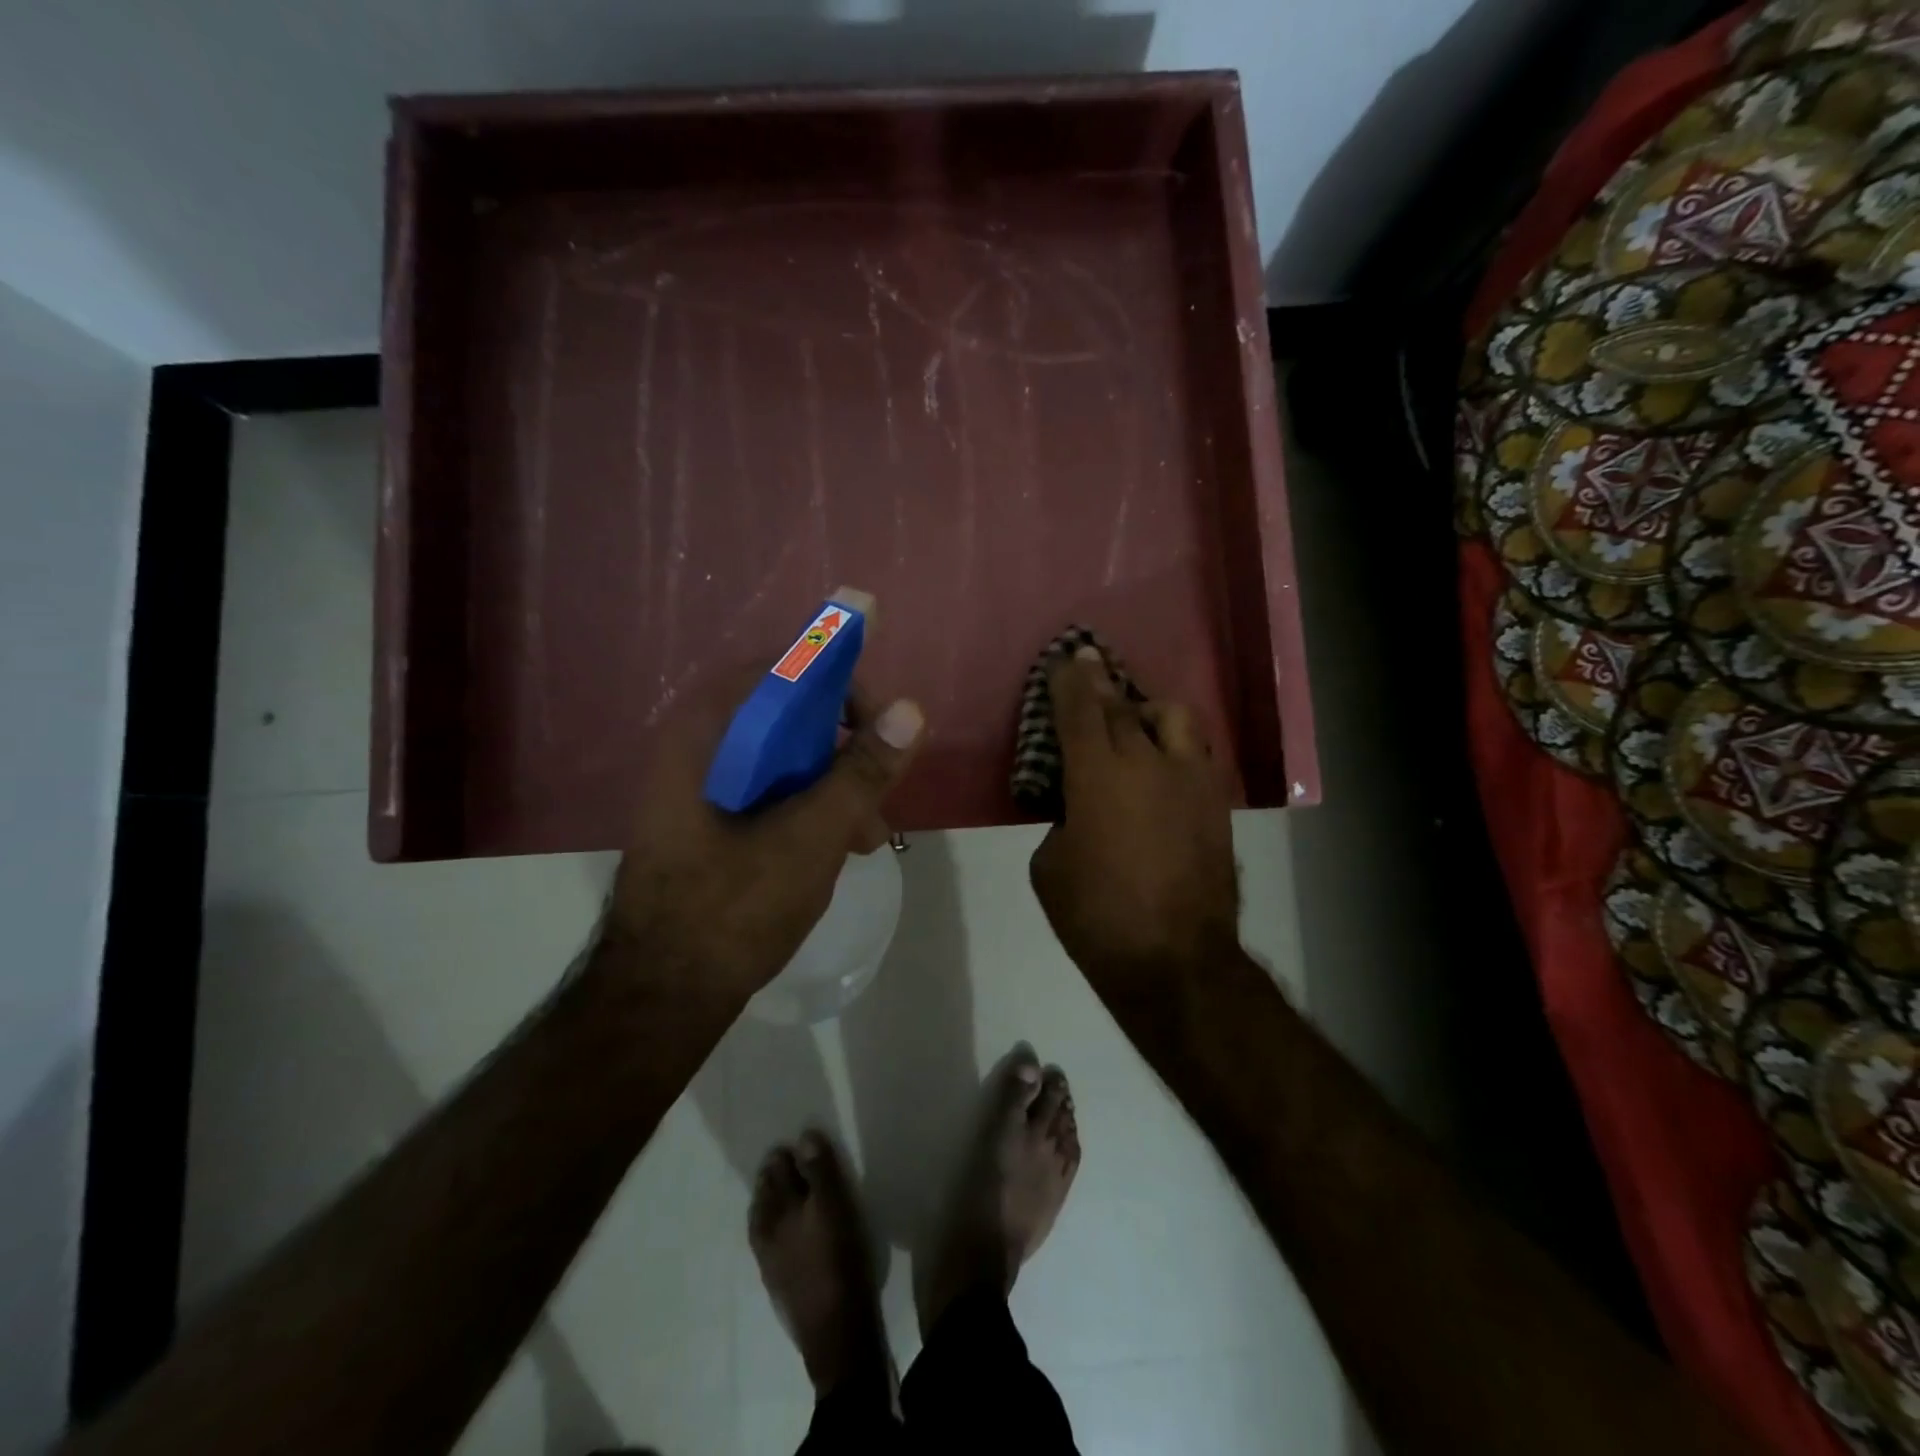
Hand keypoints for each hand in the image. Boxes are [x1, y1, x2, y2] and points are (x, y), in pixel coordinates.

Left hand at [607, 667, 923, 1004]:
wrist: (662, 996)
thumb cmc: (734, 907)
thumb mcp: (813, 835)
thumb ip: (862, 771)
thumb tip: (911, 710)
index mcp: (707, 732)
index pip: (785, 672)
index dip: (842, 689)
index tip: (883, 729)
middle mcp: (696, 746)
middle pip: (788, 716)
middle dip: (844, 751)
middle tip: (881, 790)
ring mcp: (697, 785)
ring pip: (782, 759)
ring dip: (832, 786)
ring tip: (869, 836)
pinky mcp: (705, 819)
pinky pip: (767, 791)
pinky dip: (807, 808)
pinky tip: (837, 850)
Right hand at [1029, 648, 1239, 998]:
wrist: (1175, 960)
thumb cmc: (1097, 917)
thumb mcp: (1050, 867)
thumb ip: (1062, 822)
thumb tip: (1080, 812)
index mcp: (1098, 776)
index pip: (1080, 711)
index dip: (1070, 681)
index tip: (1066, 658)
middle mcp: (1148, 763)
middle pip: (1123, 707)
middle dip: (1102, 684)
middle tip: (1090, 669)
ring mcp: (1190, 780)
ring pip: (1175, 717)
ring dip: (1148, 710)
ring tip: (1137, 724)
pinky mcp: (1217, 803)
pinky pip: (1198, 752)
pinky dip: (1176, 745)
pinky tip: (1165, 763)